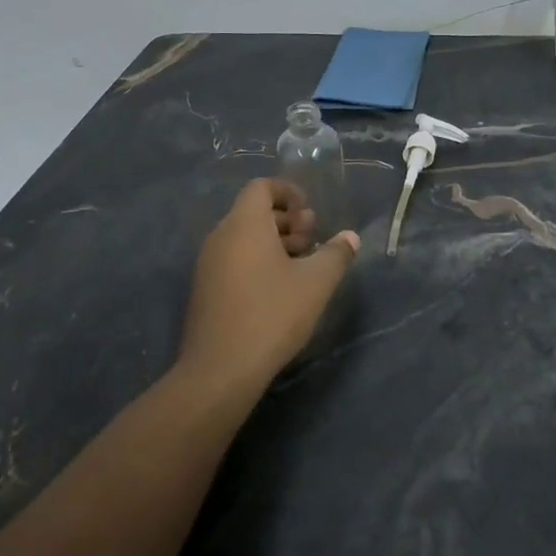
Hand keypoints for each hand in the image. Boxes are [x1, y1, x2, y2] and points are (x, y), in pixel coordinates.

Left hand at [179, 179, 359, 396]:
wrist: (220, 369)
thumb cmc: (272, 315)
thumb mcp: (315, 283)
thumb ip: (335, 254)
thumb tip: (350, 237)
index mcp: (245, 225)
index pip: (261, 187)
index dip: (289, 192)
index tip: (311, 213)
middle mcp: (221, 236)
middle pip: (253, 212)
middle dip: (287, 220)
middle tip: (312, 240)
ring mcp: (208, 263)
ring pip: (244, 237)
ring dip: (274, 242)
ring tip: (302, 265)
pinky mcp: (205, 288)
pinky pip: (234, 258)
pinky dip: (258, 260)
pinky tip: (280, 288)